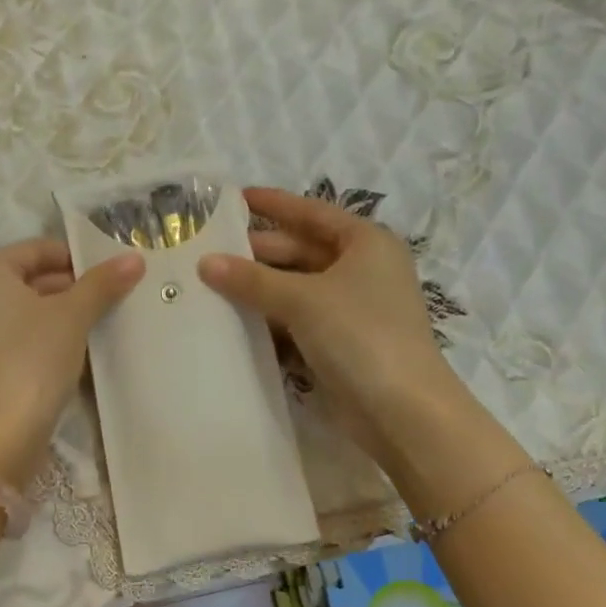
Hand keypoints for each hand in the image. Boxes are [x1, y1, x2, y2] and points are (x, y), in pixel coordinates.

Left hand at [0, 239, 144, 486]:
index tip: (111, 274)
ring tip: (100, 327)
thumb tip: (134, 258)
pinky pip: (17, 341)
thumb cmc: (31, 360)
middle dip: (72, 289)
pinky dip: (45, 342)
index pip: (36, 249)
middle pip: (29, 281)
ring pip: (25, 314)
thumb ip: (102, 284)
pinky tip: (76, 356)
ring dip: (61, 318)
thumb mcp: (72, 316)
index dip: (76, 257)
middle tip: (111, 301)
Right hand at [198, 187, 476, 475]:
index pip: (311, 213)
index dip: (273, 204)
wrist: (400, 409)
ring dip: (259, 288)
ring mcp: (350, 309)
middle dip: (257, 251)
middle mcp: (360, 270)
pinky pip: (297, 320)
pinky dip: (270, 318)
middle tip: (208, 250)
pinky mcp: (339, 343)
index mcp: (365, 243)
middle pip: (300, 251)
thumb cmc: (359, 335)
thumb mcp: (303, 299)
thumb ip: (252, 280)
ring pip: (296, 288)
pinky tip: (235, 320)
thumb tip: (205, 263)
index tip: (233, 198)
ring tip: (210, 283)